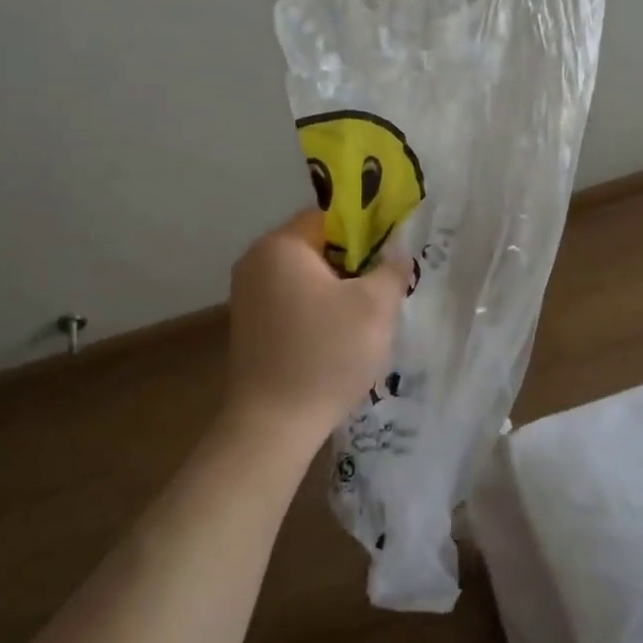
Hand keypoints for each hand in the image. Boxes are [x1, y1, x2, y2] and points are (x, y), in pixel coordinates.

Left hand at [225, 208, 409, 451]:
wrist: (273, 425)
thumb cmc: (327, 354)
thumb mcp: (376, 306)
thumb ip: (391, 268)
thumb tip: (395, 252)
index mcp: (280, 246)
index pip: (330, 216)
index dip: (367, 230)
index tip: (391, 255)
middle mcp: (255, 262)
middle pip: (317, 245)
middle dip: (354, 262)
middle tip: (384, 287)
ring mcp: (247, 296)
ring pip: (307, 276)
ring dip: (338, 288)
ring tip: (366, 316)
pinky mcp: (249, 326)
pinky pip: (292, 300)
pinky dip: (318, 309)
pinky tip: (338, 337)